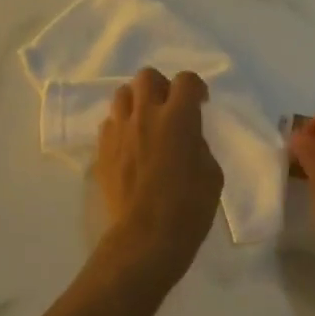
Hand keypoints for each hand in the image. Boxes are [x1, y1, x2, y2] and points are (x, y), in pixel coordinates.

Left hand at [96, 68, 223, 273]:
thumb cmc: (188, 209)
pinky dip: (122, 126)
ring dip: (137, 101)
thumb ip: (199, 144)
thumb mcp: (212, 174)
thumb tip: (187, 137)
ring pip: (122, 94)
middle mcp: (145, 115)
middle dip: (161, 86)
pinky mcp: (102, 150)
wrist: (146, 238)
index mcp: (178, 118)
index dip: (196, 88)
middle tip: (170, 107)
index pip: (186, 80)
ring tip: (146, 121)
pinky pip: (110, 123)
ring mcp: (119, 131)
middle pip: (147, 77)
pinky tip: (130, 144)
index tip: (200, 103)